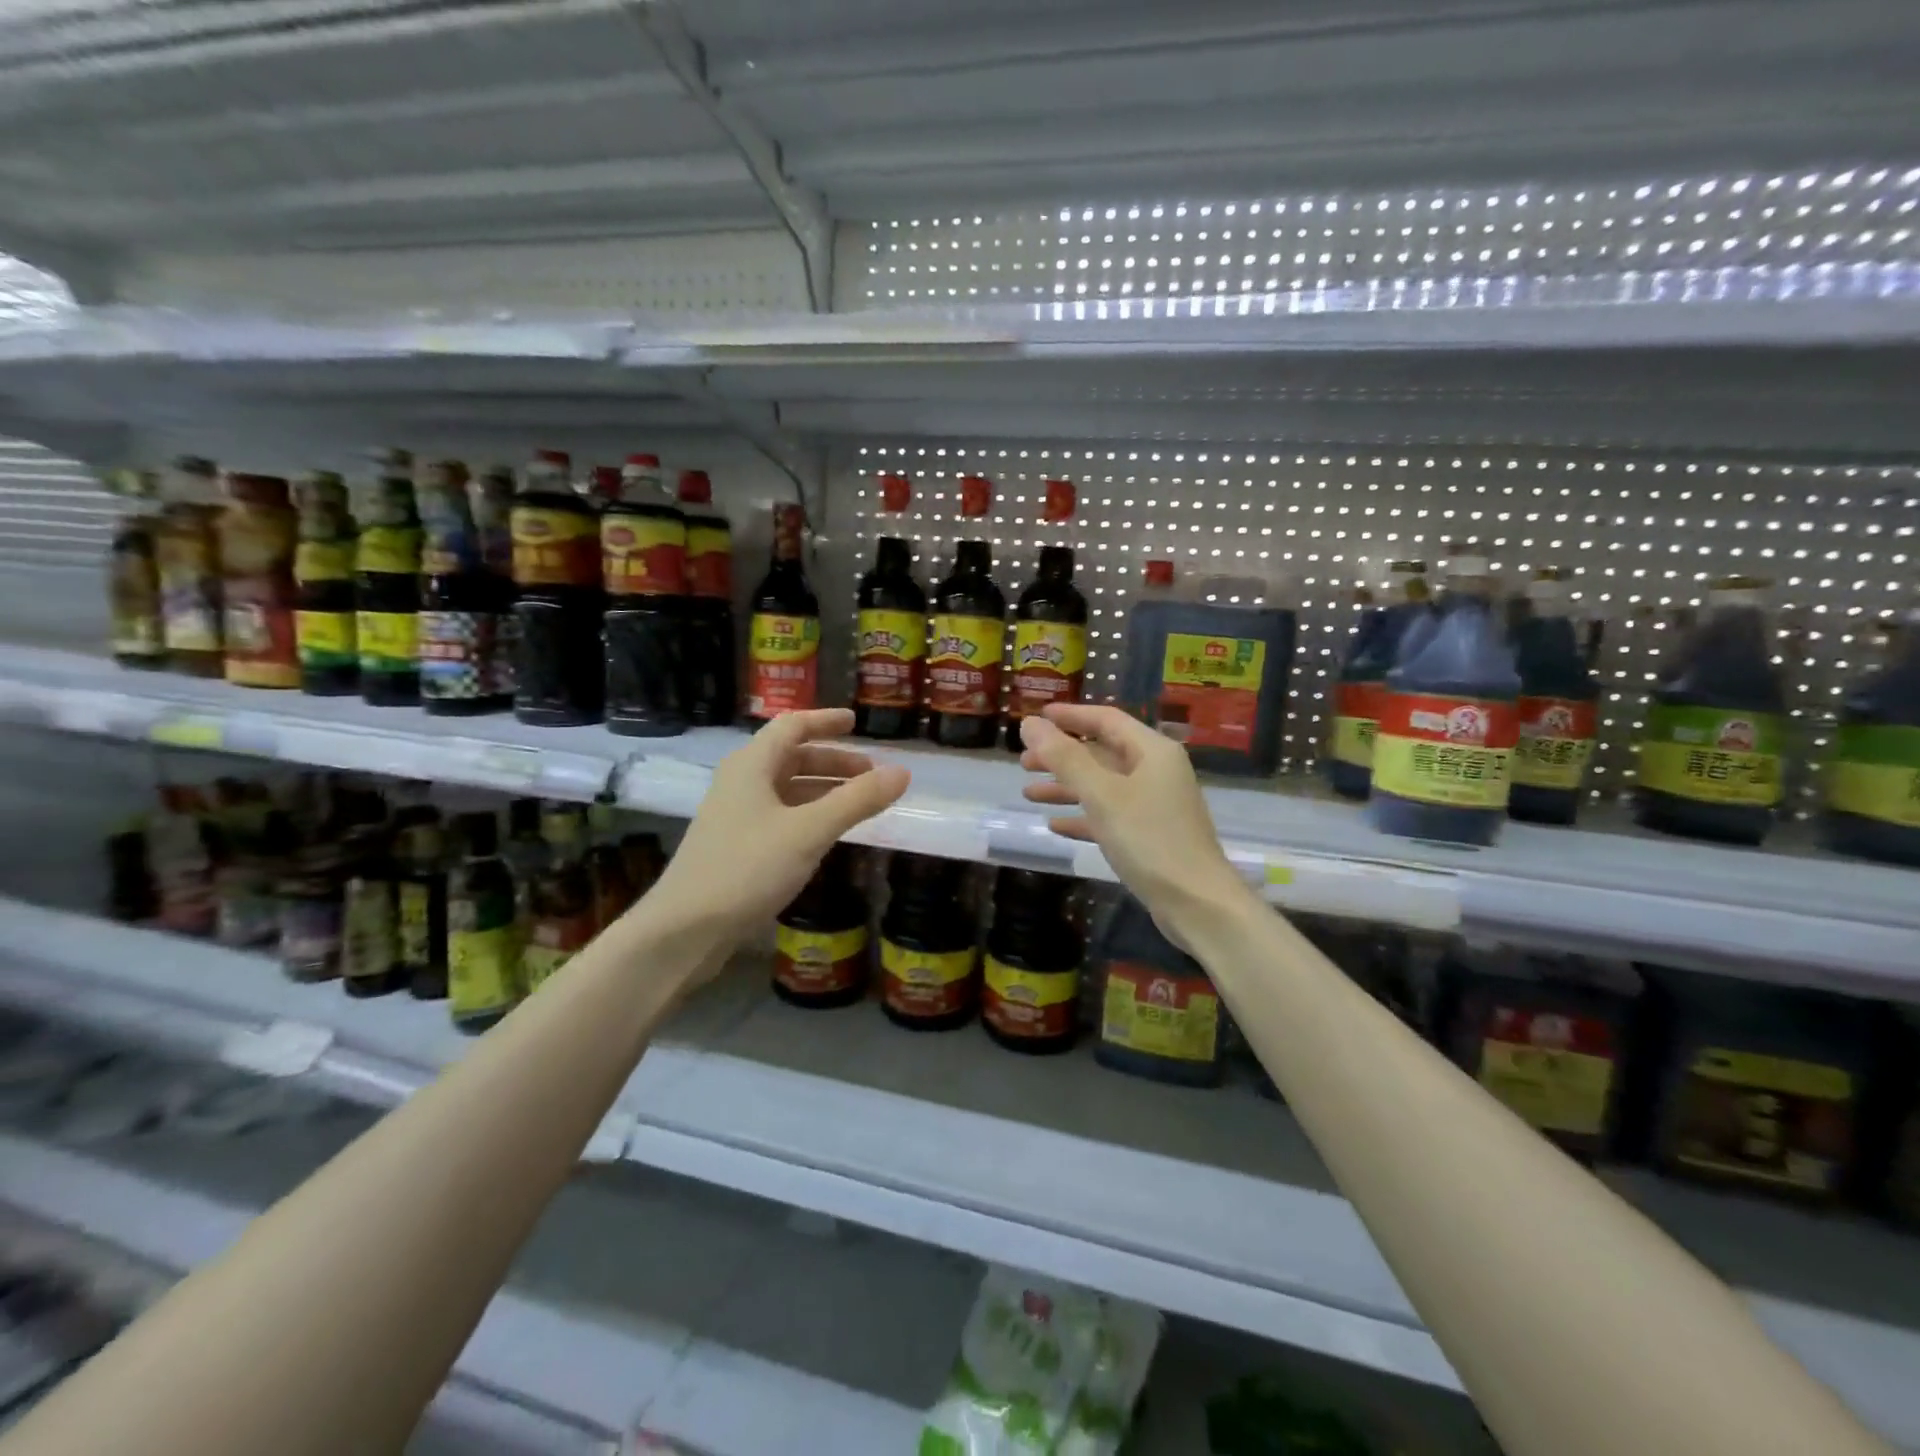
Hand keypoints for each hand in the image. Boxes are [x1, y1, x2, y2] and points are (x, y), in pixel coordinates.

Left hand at [653, 709, 909, 939]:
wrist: (685, 929)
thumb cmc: (747, 868)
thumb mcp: (809, 831)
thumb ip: (857, 800)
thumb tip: (902, 772)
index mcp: (752, 765)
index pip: (792, 726)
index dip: (825, 721)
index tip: (856, 722)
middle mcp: (741, 782)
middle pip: (792, 757)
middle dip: (833, 762)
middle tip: (871, 775)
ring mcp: (736, 815)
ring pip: (787, 789)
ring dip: (823, 789)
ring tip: (859, 803)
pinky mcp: (736, 845)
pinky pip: (781, 815)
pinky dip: (809, 814)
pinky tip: (828, 833)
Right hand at [1019, 704, 1251, 945]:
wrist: (1197, 903)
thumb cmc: (1149, 839)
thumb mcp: (1101, 795)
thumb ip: (1064, 758)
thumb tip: (1029, 723)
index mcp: (1152, 751)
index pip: (1107, 719)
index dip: (1070, 716)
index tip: (1036, 717)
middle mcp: (1156, 771)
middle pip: (1102, 753)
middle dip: (1062, 756)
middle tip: (1023, 762)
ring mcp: (1155, 805)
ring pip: (1103, 786)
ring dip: (1066, 787)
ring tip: (1029, 793)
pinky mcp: (1150, 836)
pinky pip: (1110, 815)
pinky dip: (1083, 816)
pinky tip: (1055, 824)